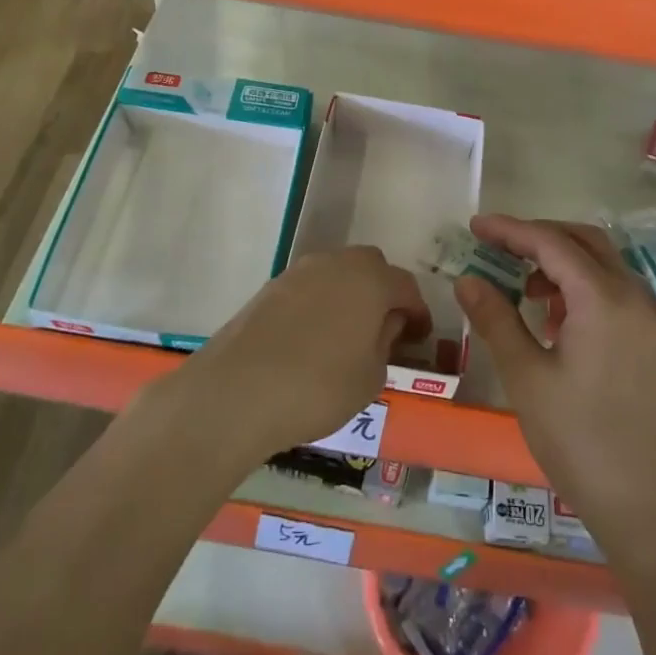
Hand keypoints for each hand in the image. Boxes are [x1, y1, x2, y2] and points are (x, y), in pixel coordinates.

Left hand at [178, 246, 430, 464]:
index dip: (417, 312)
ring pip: (337, 274)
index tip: (419, 337)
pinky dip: (319, 304)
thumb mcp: (370, 377)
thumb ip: (385, 344)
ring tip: (347, 335)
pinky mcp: (270, 287)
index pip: (406, 287)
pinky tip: (313, 338)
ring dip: (349, 296)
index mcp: (371, 279)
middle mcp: (337, 263)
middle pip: (371, 267)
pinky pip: (309, 288)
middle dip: (383, 293)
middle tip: (384, 329)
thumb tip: (385, 325)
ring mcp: (299, 271)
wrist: (236, 391)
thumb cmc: (318, 386)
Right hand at [454, 215, 655, 548]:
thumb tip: (467, 278)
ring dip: (559, 259)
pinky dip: (578, 283)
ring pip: (599, 262)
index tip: (474, 226)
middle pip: (582, 240)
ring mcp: (644, 317)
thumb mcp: (526, 376)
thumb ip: (496, 319)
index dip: (510, 229)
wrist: (646, 504)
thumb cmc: (578, 438)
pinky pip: (610, 288)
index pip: (550, 243)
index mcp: (601, 297)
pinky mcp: (646, 339)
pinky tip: (550, 316)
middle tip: (496, 247)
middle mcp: (630, 295)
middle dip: (538, 236)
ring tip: (519, 285)